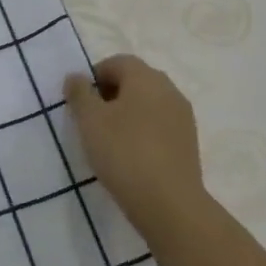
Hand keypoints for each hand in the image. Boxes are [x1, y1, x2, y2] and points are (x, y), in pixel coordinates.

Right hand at [64, 55, 213, 247]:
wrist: (169, 203)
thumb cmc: (124, 152)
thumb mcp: (90, 120)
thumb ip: (79, 93)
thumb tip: (76, 76)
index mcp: (146, 77)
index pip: (117, 62)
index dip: (94, 76)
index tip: (79, 101)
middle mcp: (169, 90)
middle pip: (135, 81)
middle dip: (110, 94)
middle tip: (91, 120)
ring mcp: (183, 117)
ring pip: (148, 104)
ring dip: (127, 114)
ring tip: (108, 140)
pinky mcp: (188, 142)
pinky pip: (160, 125)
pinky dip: (142, 132)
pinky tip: (130, 155)